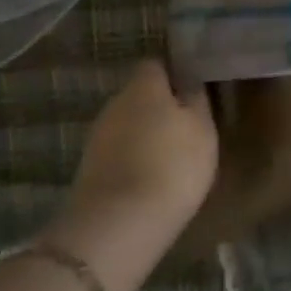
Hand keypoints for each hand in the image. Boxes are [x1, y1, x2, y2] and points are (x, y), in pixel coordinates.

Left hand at [45, 61, 217, 274]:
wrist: (118, 226)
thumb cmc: (172, 165)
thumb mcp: (202, 129)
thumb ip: (196, 100)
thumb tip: (189, 82)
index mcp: (143, 86)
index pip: (157, 64)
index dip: (175, 74)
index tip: (194, 89)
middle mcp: (114, 103)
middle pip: (140, 96)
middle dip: (160, 106)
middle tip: (187, 124)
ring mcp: (97, 138)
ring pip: (128, 125)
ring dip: (146, 135)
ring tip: (171, 155)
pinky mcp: (88, 170)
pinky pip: (118, 153)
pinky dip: (133, 159)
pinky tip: (150, 178)